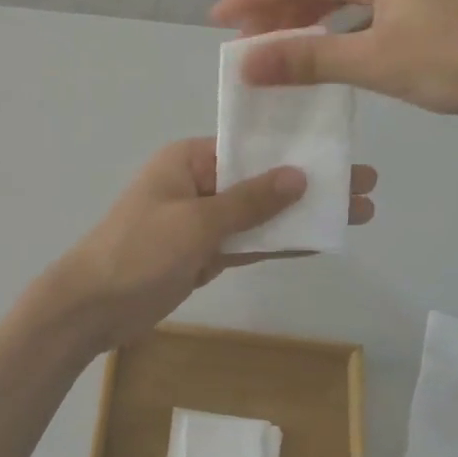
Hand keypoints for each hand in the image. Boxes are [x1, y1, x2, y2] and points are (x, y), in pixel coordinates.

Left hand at [52, 139, 376, 347]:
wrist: (91, 308)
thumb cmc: (138, 251)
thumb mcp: (195, 222)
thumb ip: (248, 202)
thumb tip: (298, 176)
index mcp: (188, 160)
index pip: (249, 148)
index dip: (295, 151)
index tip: (340, 152)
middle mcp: (197, 184)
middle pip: (262, 182)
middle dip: (310, 185)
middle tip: (366, 186)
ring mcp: (202, 222)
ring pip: (260, 215)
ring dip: (301, 216)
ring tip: (355, 213)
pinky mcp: (204, 255)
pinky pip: (248, 244)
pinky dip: (279, 244)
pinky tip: (318, 240)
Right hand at [211, 0, 457, 130]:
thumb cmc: (452, 62)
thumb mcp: (373, 61)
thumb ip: (307, 61)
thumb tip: (245, 63)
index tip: (220, 19)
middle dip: (276, 10)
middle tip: (243, 41)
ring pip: (340, 1)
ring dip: (304, 23)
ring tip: (274, 50)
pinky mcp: (424, 17)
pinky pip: (361, 18)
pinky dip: (333, 34)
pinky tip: (325, 56)